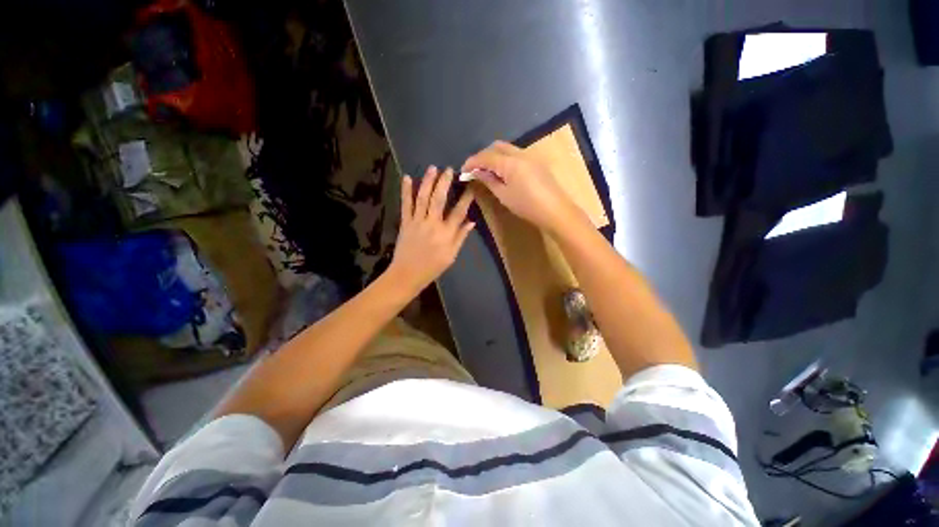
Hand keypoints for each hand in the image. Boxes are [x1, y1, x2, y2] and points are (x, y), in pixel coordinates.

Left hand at [388, 166, 474, 294]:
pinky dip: (405, 191)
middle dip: (444, 183)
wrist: (407, 274)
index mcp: (446, 234)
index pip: (458, 212)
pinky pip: (405, 204)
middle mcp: (432, 224)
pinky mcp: (405, 222)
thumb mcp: (451, 256)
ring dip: (427, 182)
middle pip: (439, 199)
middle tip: (449, 169)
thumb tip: (472, 221)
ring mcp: (417, 222)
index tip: (471, 186)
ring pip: (422, 198)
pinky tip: (407, 178)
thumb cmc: (432, 267)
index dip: (466, 198)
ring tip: (432, 168)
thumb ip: (461, 237)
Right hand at [461, 141, 583, 232]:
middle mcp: (520, 153)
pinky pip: (516, 154)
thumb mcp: (504, 195)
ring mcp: (530, 156)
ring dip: (495, 156)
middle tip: (475, 169)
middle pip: (497, 146)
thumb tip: (477, 172)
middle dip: (483, 155)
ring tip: (487, 171)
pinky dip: (505, 159)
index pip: (486, 156)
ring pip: (507, 149)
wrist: (556, 211)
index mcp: (510, 162)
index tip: (463, 170)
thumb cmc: (527, 206)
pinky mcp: (536, 162)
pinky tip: (503, 172)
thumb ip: (489, 181)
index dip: (472, 161)